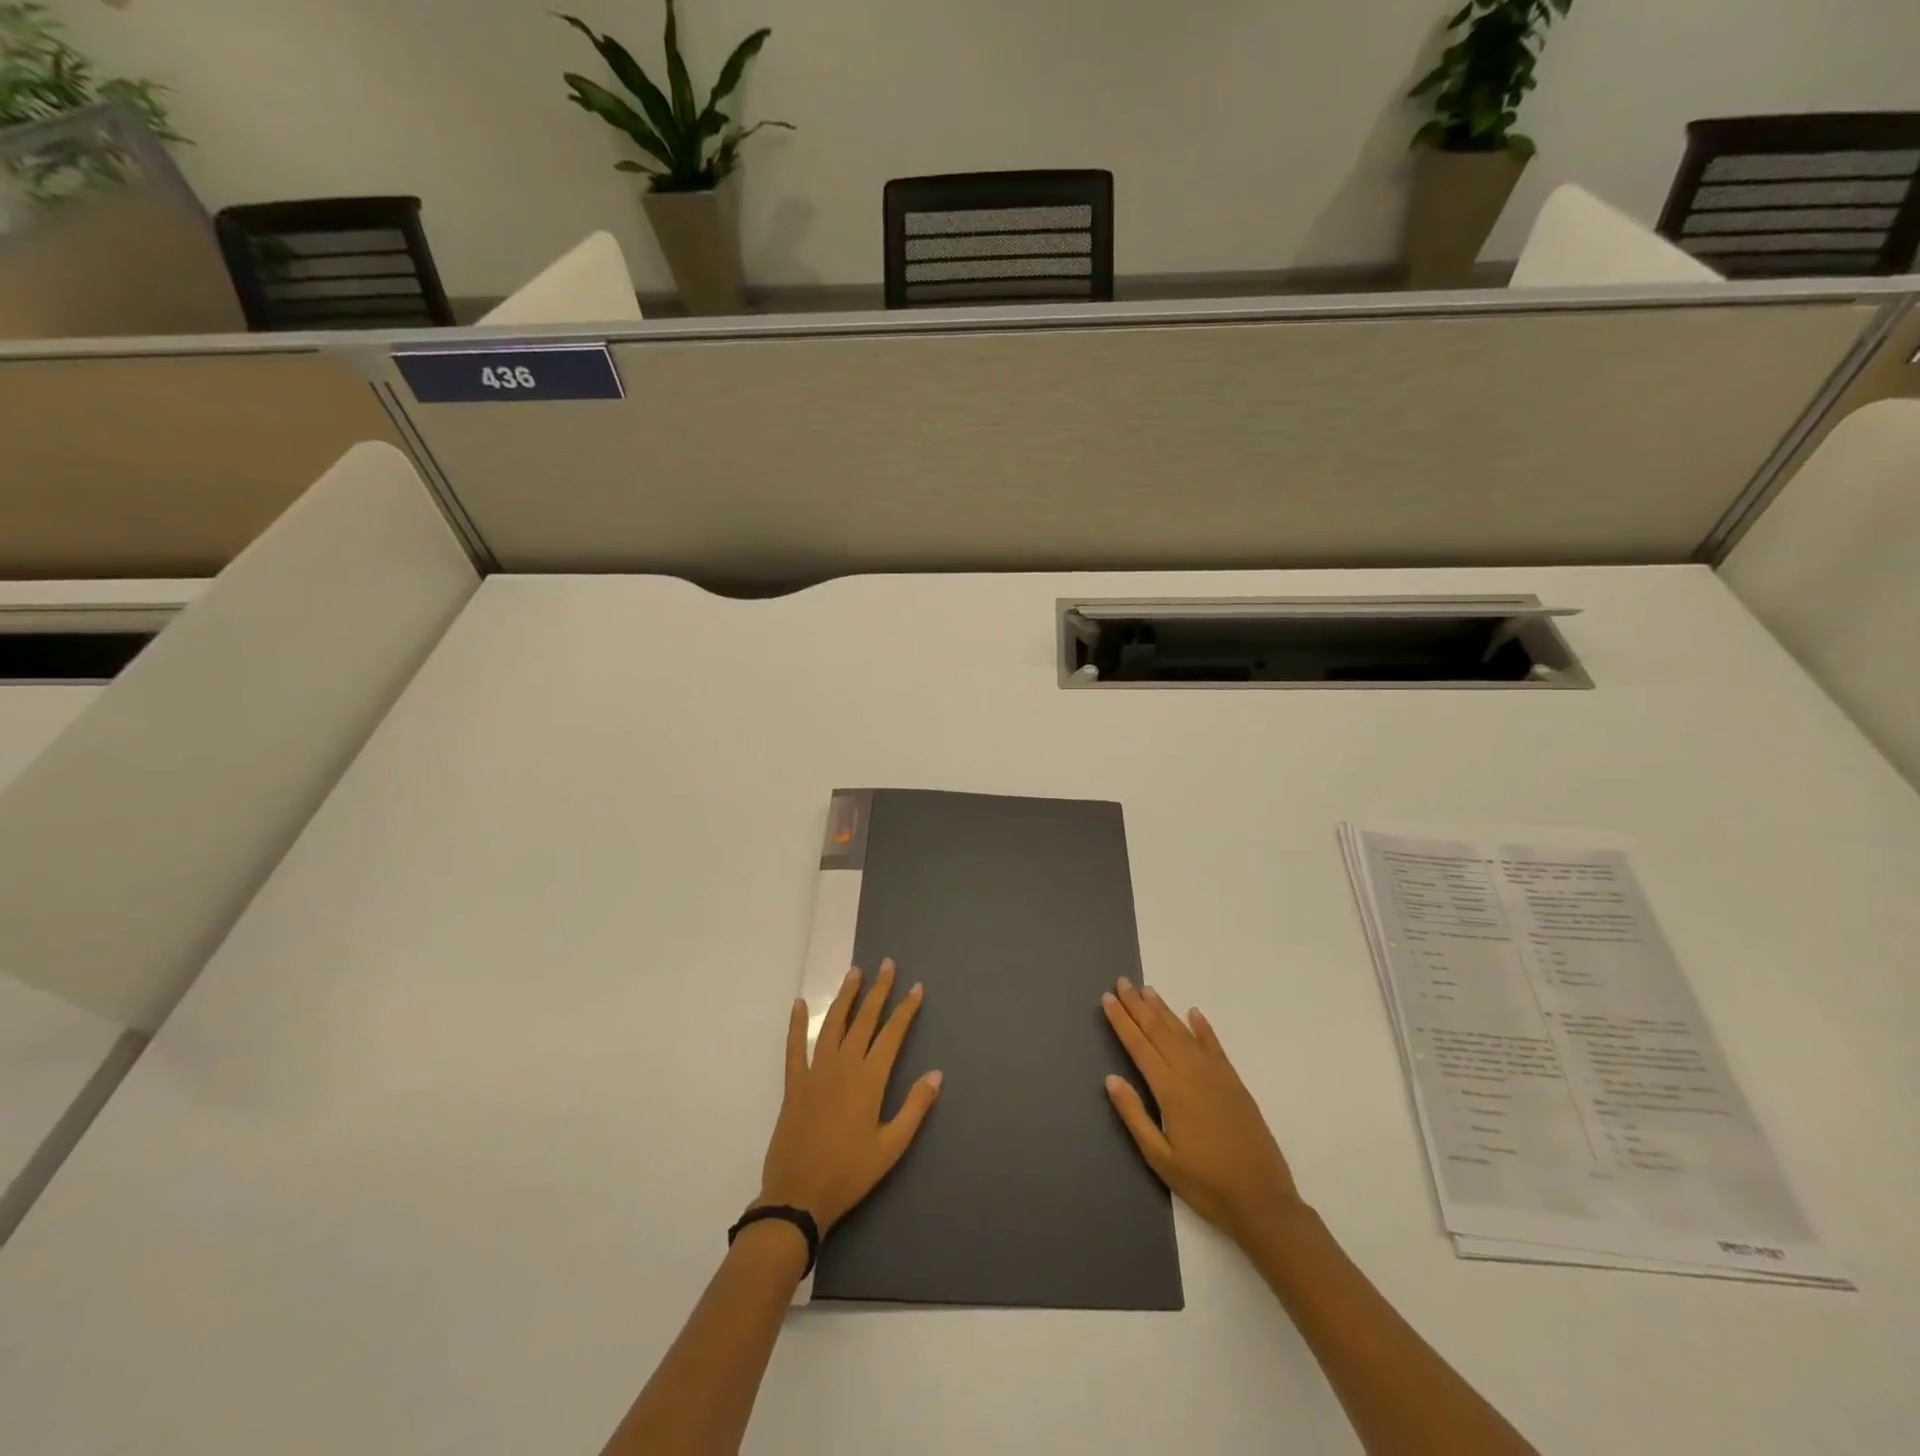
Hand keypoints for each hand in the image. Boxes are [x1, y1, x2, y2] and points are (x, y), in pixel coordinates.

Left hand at [758, 959, 942, 1234]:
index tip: (916, 987)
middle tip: (887, 964)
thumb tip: (937, 1074)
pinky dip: (796, 1023)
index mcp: (870, 1079)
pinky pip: (794, 1046)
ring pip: (833, 1024)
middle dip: (878, 990)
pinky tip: (799, 1003)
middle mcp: (844, 1065)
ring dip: (845, 996)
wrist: (799, 1195)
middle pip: (864, 1019)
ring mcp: (816, 1071)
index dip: (906, 1009)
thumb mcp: (892, 1147)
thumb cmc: (850, 1173)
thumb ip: (915, 1107)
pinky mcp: (794, 1083)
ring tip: (855, 973)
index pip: (892, 1034)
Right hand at [1102, 977, 1302, 1242]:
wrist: (1263, 1201)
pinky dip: (1203, 1028)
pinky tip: (1194, 1013)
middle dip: (1138, 1006)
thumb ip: (1135, 1116)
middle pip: (1159, 1032)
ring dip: (1164, 1010)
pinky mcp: (1235, 1083)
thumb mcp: (1160, 1158)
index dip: (1122, 1021)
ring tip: (1147, 990)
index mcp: (1171, 1091)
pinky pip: (1215, 1047)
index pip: (1139, 1047)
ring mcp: (1216, 1076)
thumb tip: (1111, 1079)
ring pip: (1184, 1033)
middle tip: (1122, 982)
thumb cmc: (1205, 1185)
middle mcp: (1192, 1074)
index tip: (1108, 999)